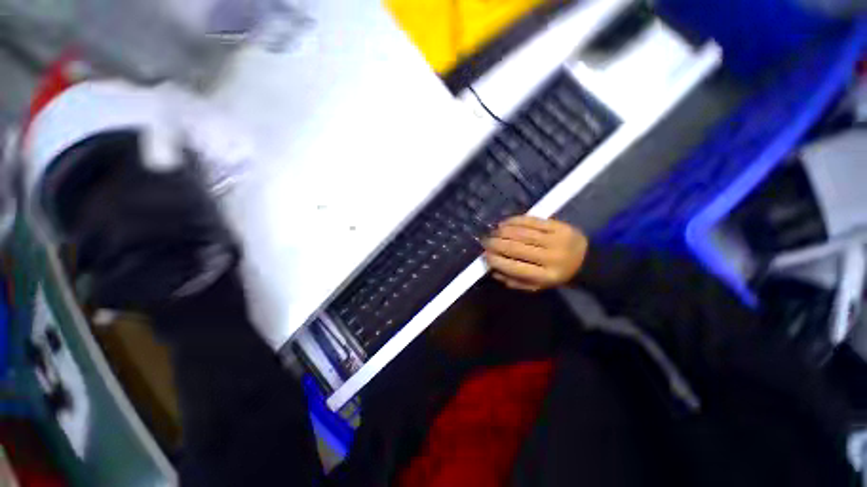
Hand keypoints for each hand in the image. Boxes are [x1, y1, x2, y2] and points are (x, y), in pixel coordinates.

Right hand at [483, 216, 588, 291]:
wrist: (587, 261)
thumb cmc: (557, 275)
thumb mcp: (538, 286)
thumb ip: (515, 281)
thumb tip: (493, 270)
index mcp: (546, 276)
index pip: (515, 267)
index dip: (496, 261)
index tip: (485, 256)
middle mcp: (551, 257)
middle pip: (516, 248)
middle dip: (496, 243)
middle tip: (485, 241)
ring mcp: (556, 239)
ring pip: (522, 232)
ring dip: (503, 231)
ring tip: (493, 232)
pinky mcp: (558, 225)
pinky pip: (532, 221)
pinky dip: (515, 220)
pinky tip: (505, 223)